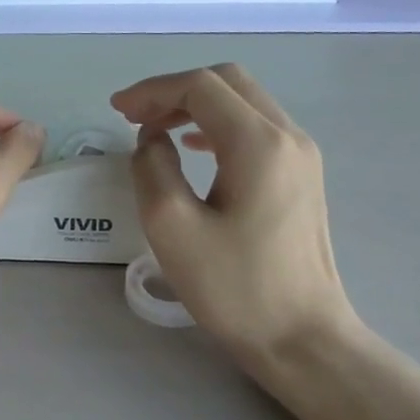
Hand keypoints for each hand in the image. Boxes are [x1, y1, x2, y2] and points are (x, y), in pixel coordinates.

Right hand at [114, 64, 356, 360]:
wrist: (302, 337)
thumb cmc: (235, 288)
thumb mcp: (172, 227)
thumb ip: (152, 168)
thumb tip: (152, 141)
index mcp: (258, 143)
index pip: (200, 86)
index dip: (152, 91)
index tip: (117, 112)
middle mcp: (288, 136)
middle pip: (227, 82)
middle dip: (174, 91)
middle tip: (134, 117)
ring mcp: (302, 155)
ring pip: (244, 102)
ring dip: (196, 106)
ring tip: (156, 131)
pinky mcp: (303, 176)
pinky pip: (257, 128)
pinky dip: (218, 125)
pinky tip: (196, 148)